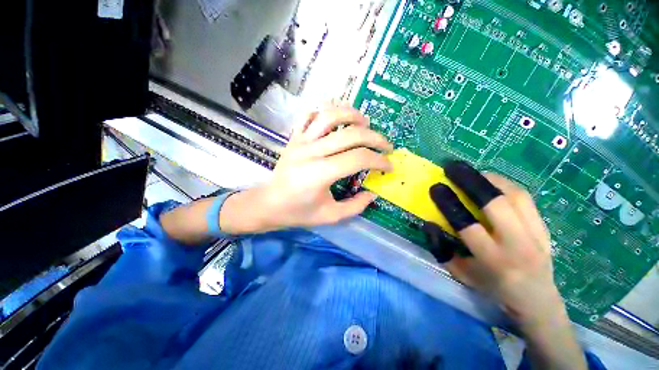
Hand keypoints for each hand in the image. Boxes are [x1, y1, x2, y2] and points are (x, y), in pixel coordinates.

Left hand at [220, 106, 392, 233]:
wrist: (268, 204)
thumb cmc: (298, 213)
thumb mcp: (330, 216)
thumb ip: (355, 206)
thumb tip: (372, 193)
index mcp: (320, 173)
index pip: (358, 158)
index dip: (379, 161)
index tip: (389, 166)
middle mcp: (311, 152)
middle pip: (350, 134)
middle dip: (375, 138)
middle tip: (386, 146)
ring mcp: (300, 141)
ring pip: (330, 115)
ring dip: (352, 115)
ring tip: (365, 123)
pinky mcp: (294, 138)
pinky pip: (309, 116)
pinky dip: (325, 112)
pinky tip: (336, 121)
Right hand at [424, 161, 557, 322]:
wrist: (538, 300)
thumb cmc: (493, 288)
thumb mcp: (461, 274)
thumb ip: (442, 250)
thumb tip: (429, 224)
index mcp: (494, 260)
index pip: (467, 225)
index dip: (449, 203)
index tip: (436, 186)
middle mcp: (518, 244)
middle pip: (496, 203)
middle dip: (471, 181)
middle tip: (452, 168)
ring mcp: (537, 234)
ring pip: (515, 195)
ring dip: (490, 178)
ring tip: (471, 172)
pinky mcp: (545, 227)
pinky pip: (526, 197)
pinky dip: (506, 184)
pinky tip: (492, 182)